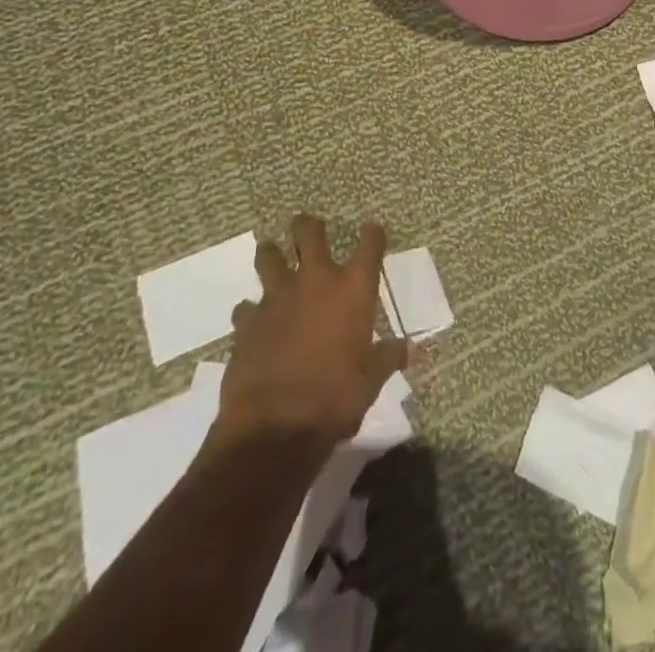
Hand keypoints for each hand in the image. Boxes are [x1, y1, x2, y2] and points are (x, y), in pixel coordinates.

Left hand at [216, 215, 407, 448]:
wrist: (274, 428)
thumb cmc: (335, 399)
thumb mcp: (370, 381)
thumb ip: (387, 357)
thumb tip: (409, 348)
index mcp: (352, 289)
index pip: (369, 244)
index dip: (372, 234)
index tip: (372, 231)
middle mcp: (315, 281)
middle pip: (309, 233)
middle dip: (309, 227)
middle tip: (309, 229)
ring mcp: (276, 297)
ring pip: (269, 257)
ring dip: (271, 254)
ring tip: (272, 255)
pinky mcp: (247, 322)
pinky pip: (246, 306)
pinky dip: (250, 311)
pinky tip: (252, 320)